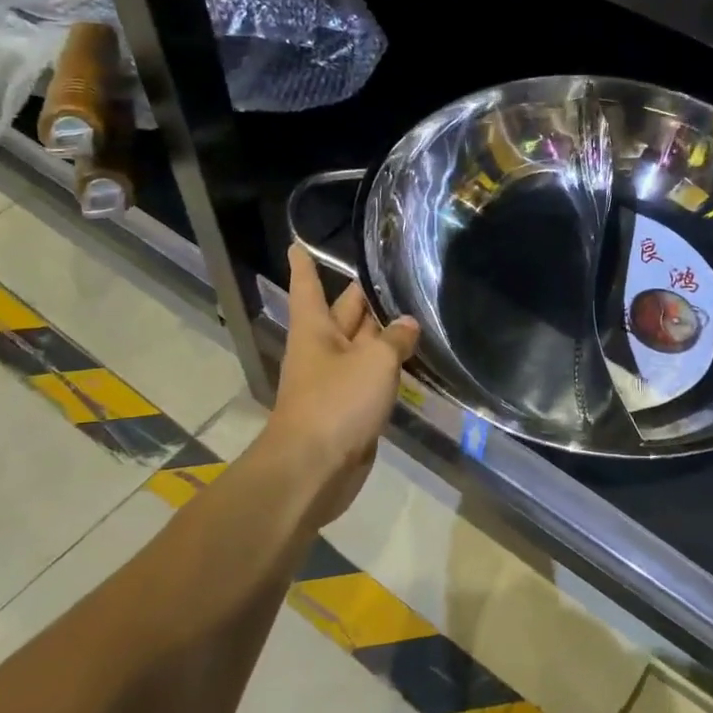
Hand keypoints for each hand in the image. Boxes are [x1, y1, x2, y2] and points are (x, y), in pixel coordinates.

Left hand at [261, 245, 419, 528]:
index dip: (305, 266)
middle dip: (362, 297)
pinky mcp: (351, 409)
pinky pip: (372, 378)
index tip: (297, 243)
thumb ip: (395, 339)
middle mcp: (323, 350)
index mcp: (315, 330)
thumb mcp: (374, 362)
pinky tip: (413, 359)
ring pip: (362, 347)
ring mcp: (336, 381)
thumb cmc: (336, 403)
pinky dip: (390, 367)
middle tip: (390, 273)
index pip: (309, 287)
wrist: (314, 469)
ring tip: (414, 310)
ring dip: (383, 332)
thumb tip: (408, 325)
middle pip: (343, 315)